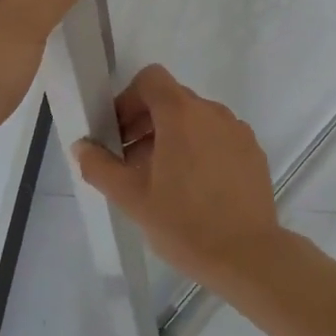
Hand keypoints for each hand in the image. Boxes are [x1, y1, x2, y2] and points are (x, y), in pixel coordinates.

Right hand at [72, 64, 285, 288]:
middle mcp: (213, 113)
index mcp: (182, 114)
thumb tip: (82, 146)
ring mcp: (238, 132)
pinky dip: (200, 149)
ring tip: (161, 179)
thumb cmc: (184, 223)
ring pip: (196, 120)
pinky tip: (194, 189)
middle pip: (172, 99)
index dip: (128, 100)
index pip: (151, 79)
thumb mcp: (131, 198)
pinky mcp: (253, 153)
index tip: (118, 134)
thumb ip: (100, 166)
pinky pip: (218, 138)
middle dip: (146, 123)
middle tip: (131, 162)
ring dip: (172, 137)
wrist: (248, 256)